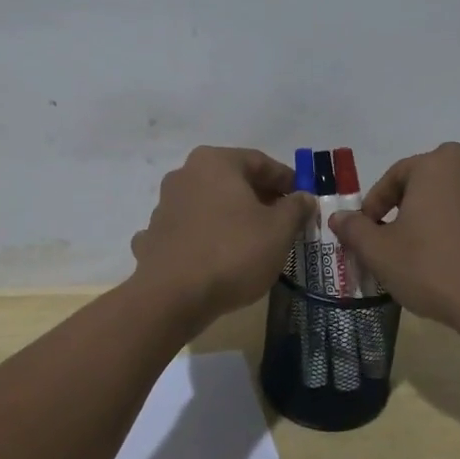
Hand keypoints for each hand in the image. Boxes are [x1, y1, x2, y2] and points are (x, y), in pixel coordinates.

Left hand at [130, 146, 316, 326]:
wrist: (172, 296)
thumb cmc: (232, 252)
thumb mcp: (278, 230)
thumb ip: (295, 208)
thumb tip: (305, 197)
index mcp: (215, 162)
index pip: (260, 162)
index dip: (286, 179)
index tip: (303, 198)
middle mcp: (185, 174)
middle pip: (233, 181)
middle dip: (260, 198)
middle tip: (284, 220)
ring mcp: (165, 205)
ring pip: (210, 204)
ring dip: (232, 216)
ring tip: (255, 241)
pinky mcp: (154, 236)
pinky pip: (189, 230)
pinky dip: (207, 237)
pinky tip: (219, 256)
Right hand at [328, 142, 459, 335]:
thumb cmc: (429, 266)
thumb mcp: (379, 250)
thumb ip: (355, 229)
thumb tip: (338, 217)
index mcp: (436, 164)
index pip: (393, 177)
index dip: (373, 206)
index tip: (364, 232)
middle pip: (425, 184)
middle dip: (405, 206)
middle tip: (389, 238)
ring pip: (455, 200)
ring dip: (437, 217)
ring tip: (421, 249)